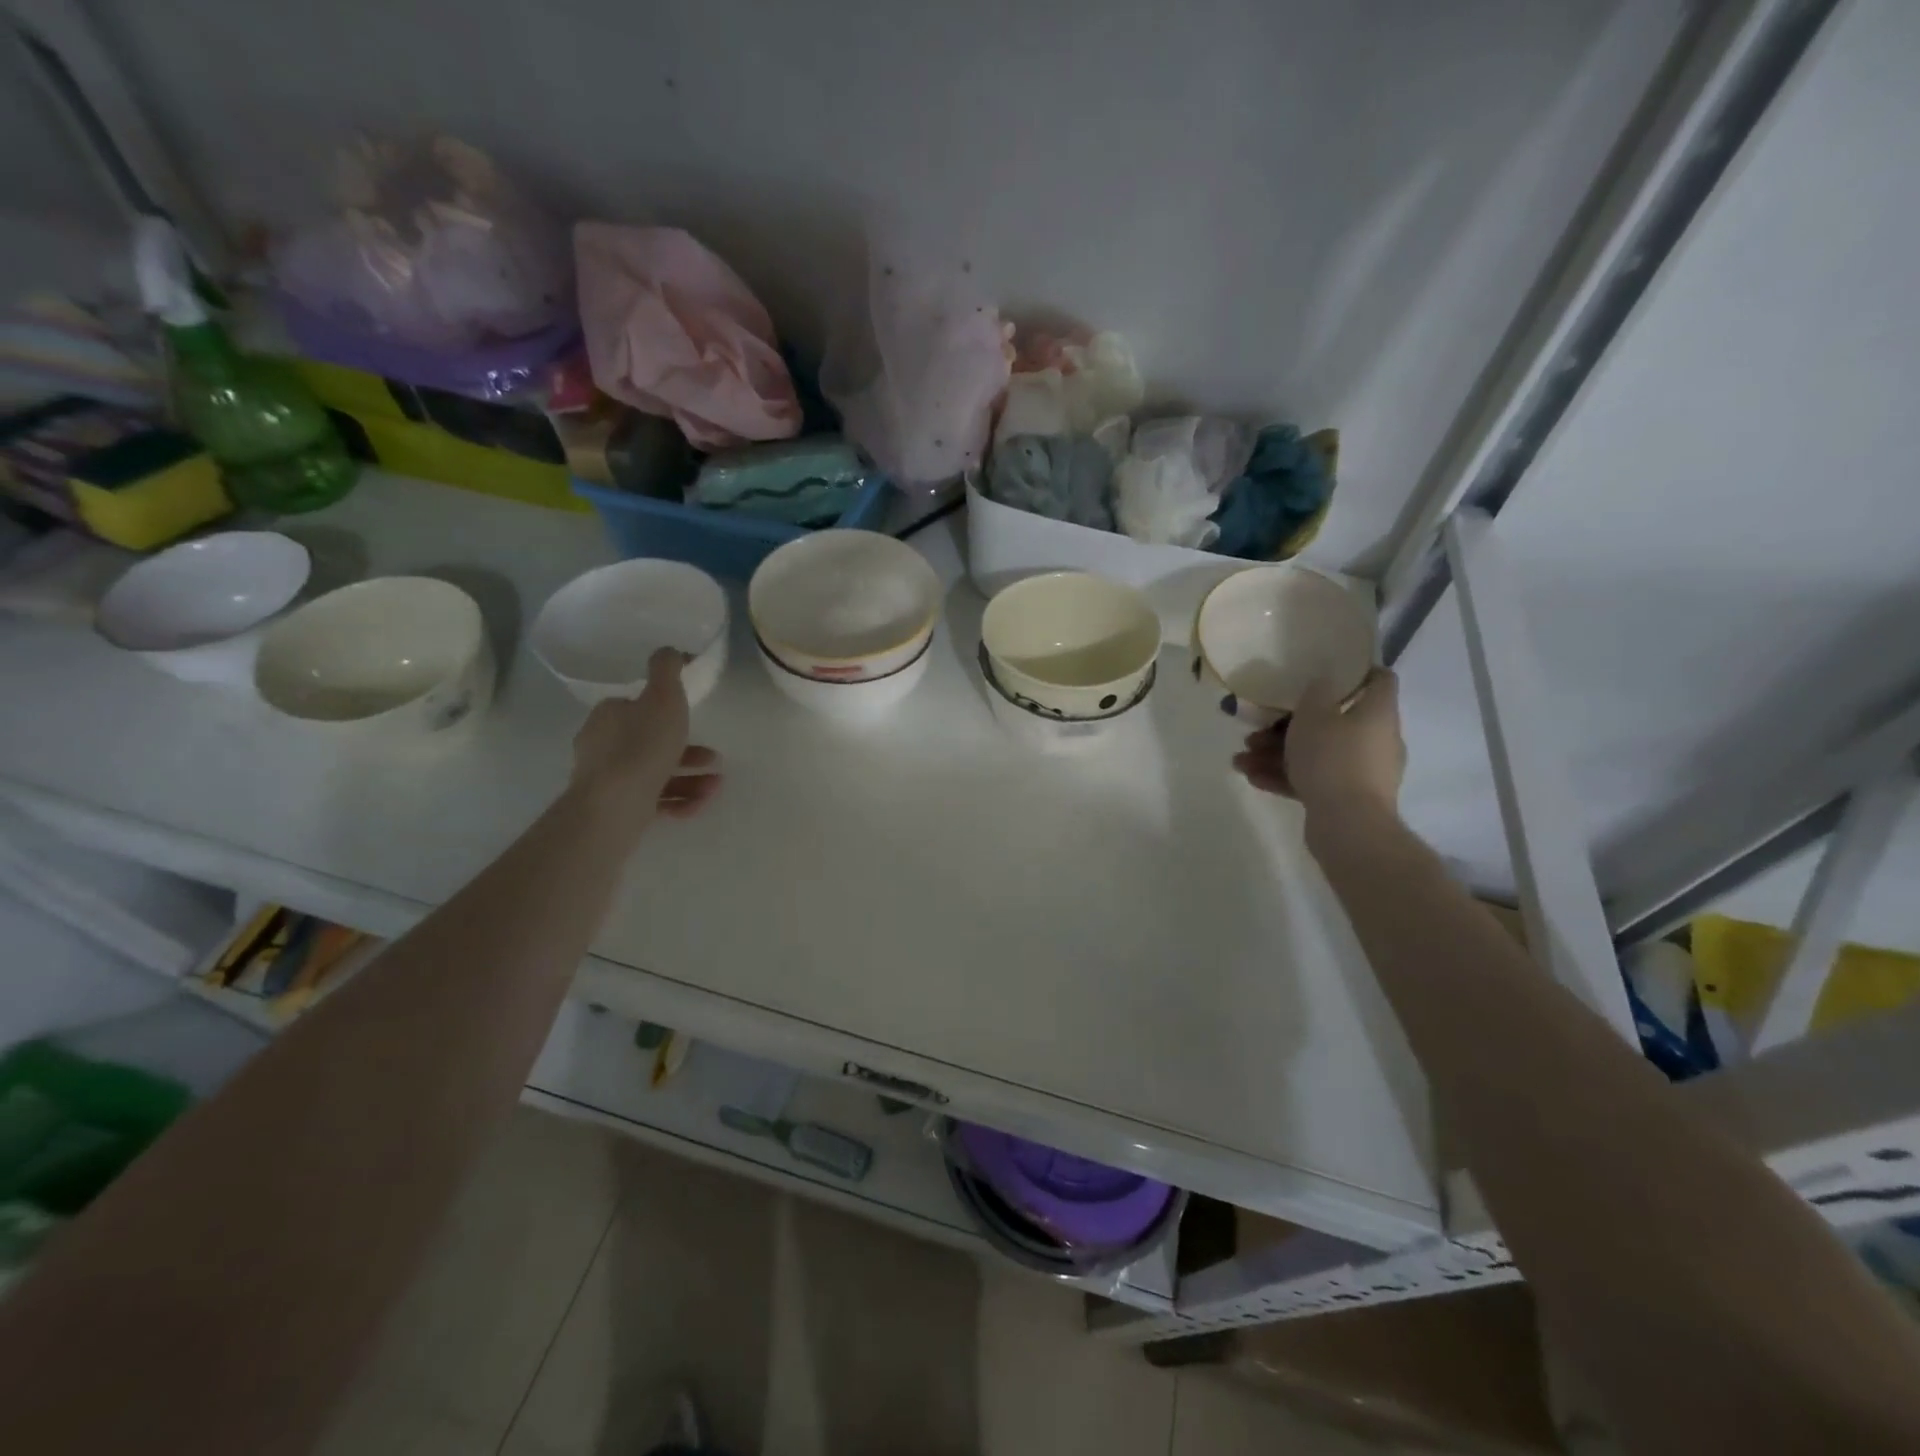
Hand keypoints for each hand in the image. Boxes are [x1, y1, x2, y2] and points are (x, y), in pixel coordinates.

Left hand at [570, 649, 722, 821]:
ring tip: (715, 786)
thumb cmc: (641, 747)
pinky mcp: (615, 810)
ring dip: (691, 779)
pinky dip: (678, 801)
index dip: (668, 713)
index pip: (637, 707)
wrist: (613, 809)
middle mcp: (602, 746)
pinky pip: (653, 801)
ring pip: (656, 774)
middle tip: (715, 758)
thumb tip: (669, 649)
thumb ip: (667, 670)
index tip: (694, 722)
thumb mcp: (663, 698)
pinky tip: (698, 805)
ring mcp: (607, 781)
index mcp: (608, 716)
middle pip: (651, 743)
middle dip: (689, 752)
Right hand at [1232, 668, 1403, 816]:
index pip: (1379, 680)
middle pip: (1334, 721)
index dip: (1355, 671)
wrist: (1348, 825)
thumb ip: (1315, 693)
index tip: (1324, 671)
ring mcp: (1361, 772)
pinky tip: (1252, 778)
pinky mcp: (1346, 798)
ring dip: (1277, 754)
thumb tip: (1323, 681)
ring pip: (1317, 753)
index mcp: (1377, 713)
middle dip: (1290, 724)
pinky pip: (1313, 779)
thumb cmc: (1332, 759)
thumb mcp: (1314, 715)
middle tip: (1258, 728)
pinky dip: (1285, 776)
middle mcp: (1375, 740)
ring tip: (1241, 760)